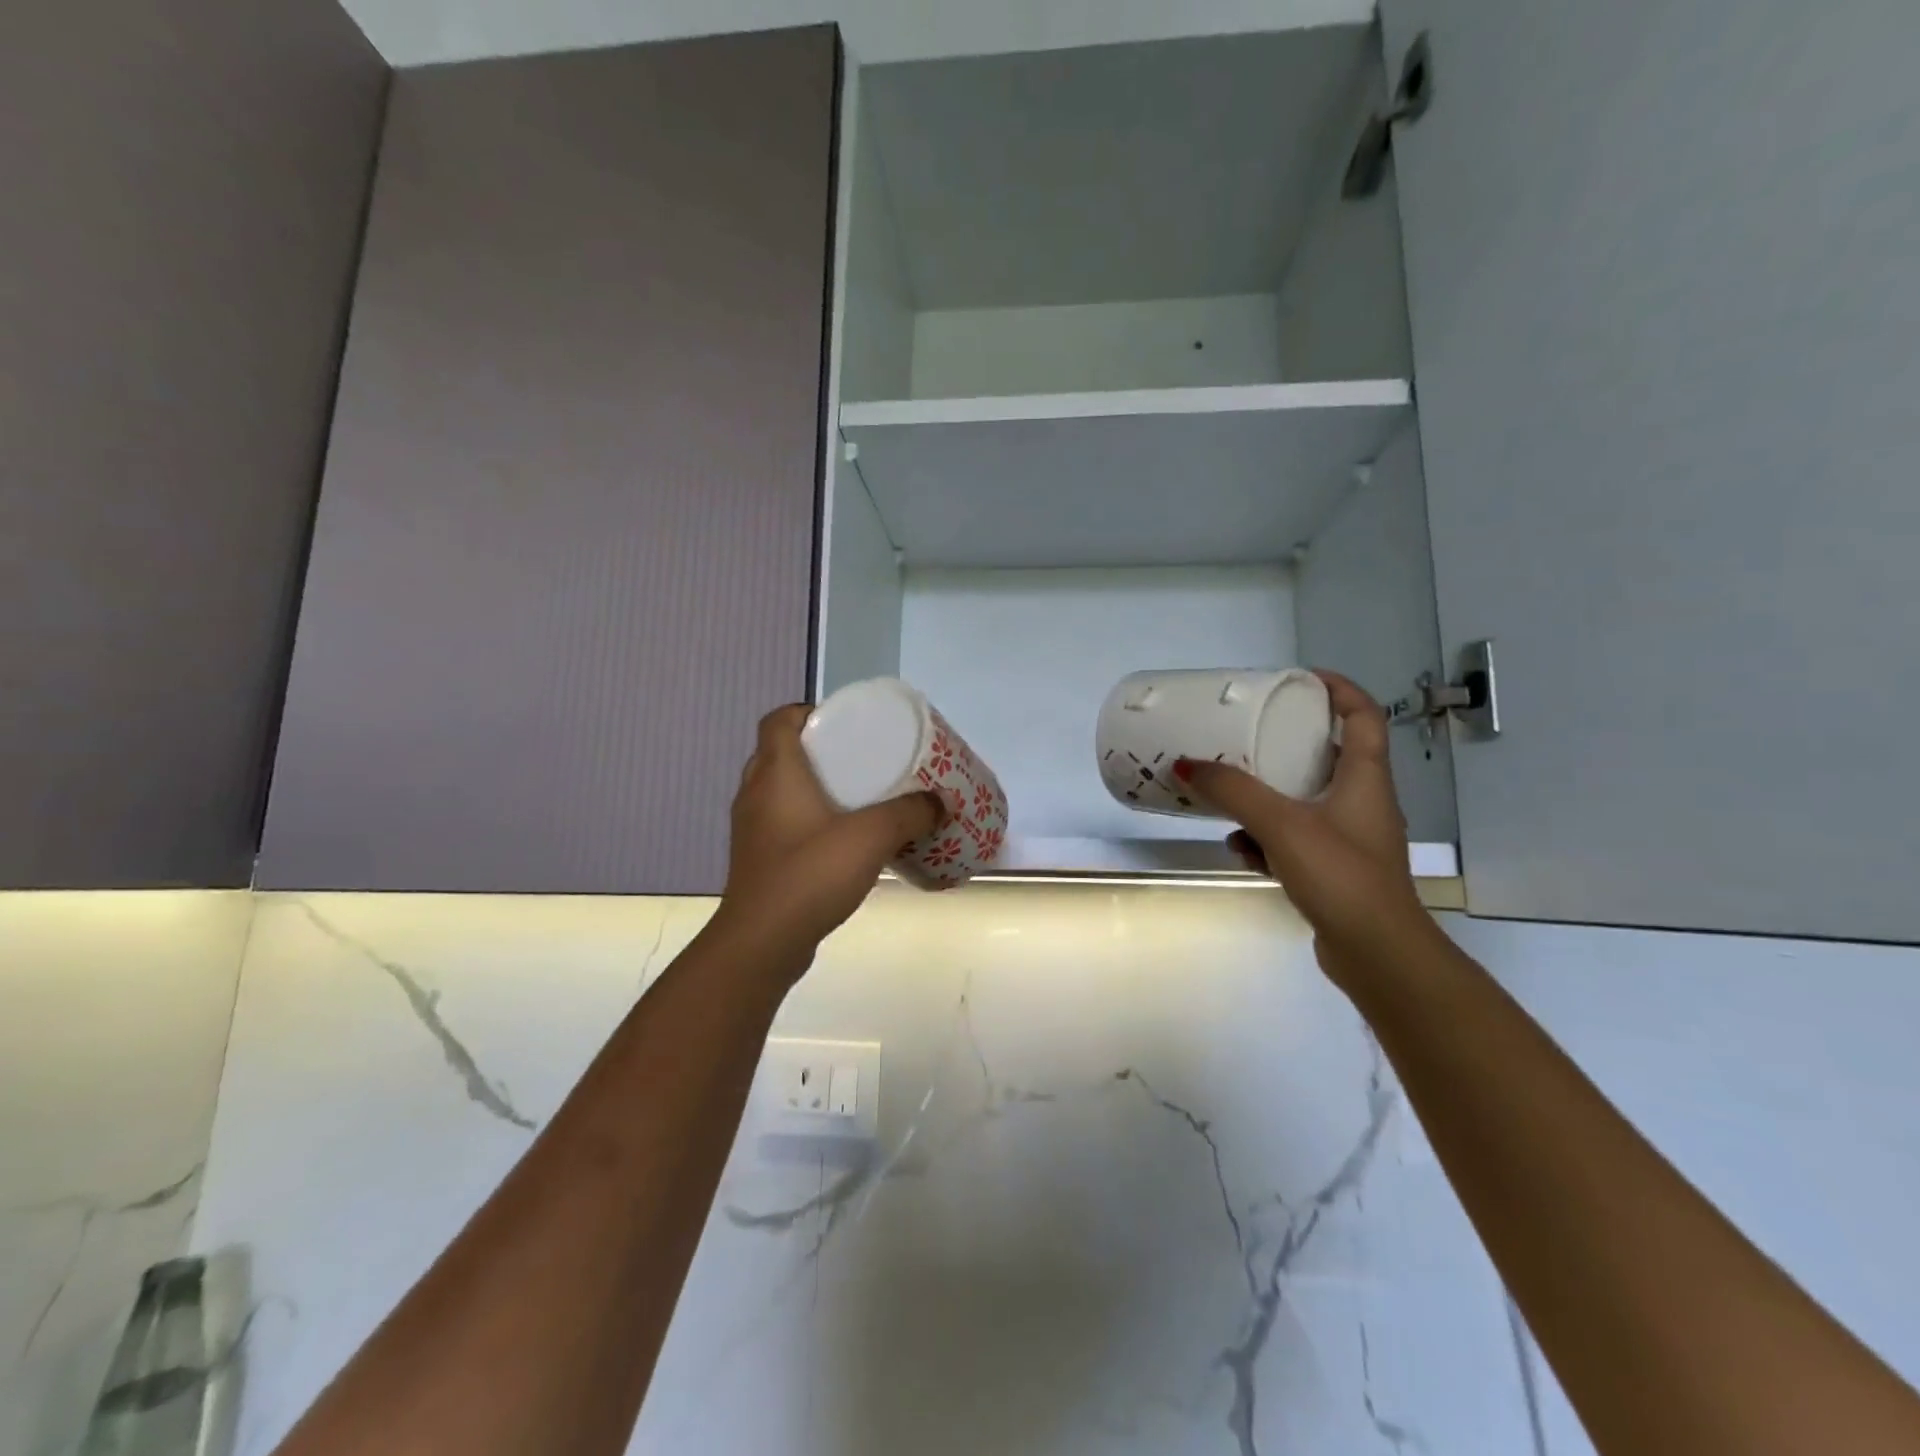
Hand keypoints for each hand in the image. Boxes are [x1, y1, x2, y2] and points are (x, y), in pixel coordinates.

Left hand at [711, 705, 942, 976]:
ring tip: (857, 794)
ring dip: (814, 785)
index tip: (845, 722)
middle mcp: (755, 793)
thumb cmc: (810, 875)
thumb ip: (909, 814)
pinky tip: (842, 838)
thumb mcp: (871, 836)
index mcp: (775, 772)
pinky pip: (784, 821)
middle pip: (781, 751)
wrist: (763, 943)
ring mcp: (752, 828)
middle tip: (861, 757)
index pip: (779, 719)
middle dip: (820, 748)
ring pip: (781, 789)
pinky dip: (809, 818)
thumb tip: (938, 803)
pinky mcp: (759, 859)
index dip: (808, 711)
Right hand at [1177, 672, 1429, 987]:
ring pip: (1304, 800)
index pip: (1363, 715)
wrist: (1376, 953)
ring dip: (1267, 796)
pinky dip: (1267, 839)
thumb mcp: (1281, 824)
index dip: (1337, 689)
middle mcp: (1362, 801)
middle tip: (1248, 731)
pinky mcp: (1333, 868)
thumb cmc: (1340, 875)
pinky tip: (1242, 851)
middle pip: (1327, 755)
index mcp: (1365, 778)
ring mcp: (1348, 838)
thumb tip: (1187, 764)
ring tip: (1231, 795)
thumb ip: (1234, 791)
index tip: (1298, 678)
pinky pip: (1293, 838)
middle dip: (1286, 742)